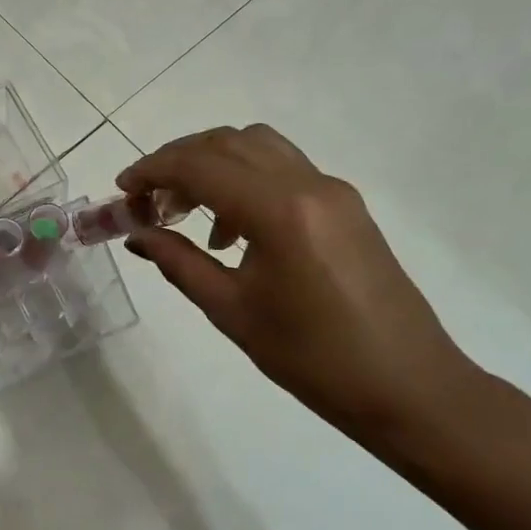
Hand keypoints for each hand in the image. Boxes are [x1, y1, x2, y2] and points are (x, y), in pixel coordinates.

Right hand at [118, 125, 479, 436]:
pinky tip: (231, 232)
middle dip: (178, 161)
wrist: (408, 387)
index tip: (122, 191)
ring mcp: (333, 191)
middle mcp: (308, 184)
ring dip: (212, 165)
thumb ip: (179, 262)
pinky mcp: (346, 206)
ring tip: (186, 213)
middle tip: (148, 201)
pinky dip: (244, 180)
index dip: (152, 170)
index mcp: (279, 211)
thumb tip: (137, 234)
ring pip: (258, 147)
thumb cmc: (312, 358)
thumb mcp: (231, 311)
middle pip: (228, 142)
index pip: (200, 165)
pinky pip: (283, 170)